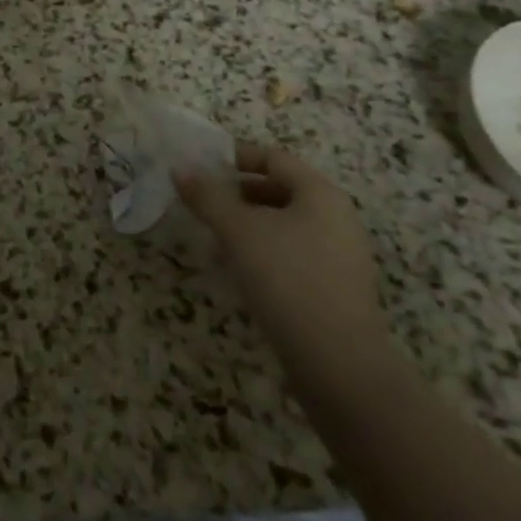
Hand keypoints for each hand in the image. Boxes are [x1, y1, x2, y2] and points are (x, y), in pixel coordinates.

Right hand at [175, 141, 388, 375]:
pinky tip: (239, 271)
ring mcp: (341, 255)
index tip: (202, 165)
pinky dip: (265, 252)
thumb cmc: (287, 279)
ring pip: (286, 225)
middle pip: (281, 190)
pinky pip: (294, 254)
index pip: (274, 158)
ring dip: (249, 225)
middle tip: (203, 201)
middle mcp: (337, 217)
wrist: (338, 364)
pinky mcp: (336, 289)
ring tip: (214, 237)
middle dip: (239, 193)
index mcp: (320, 193)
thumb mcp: (238, 231)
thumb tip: (180, 169)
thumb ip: (207, 196)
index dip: (236, 157)